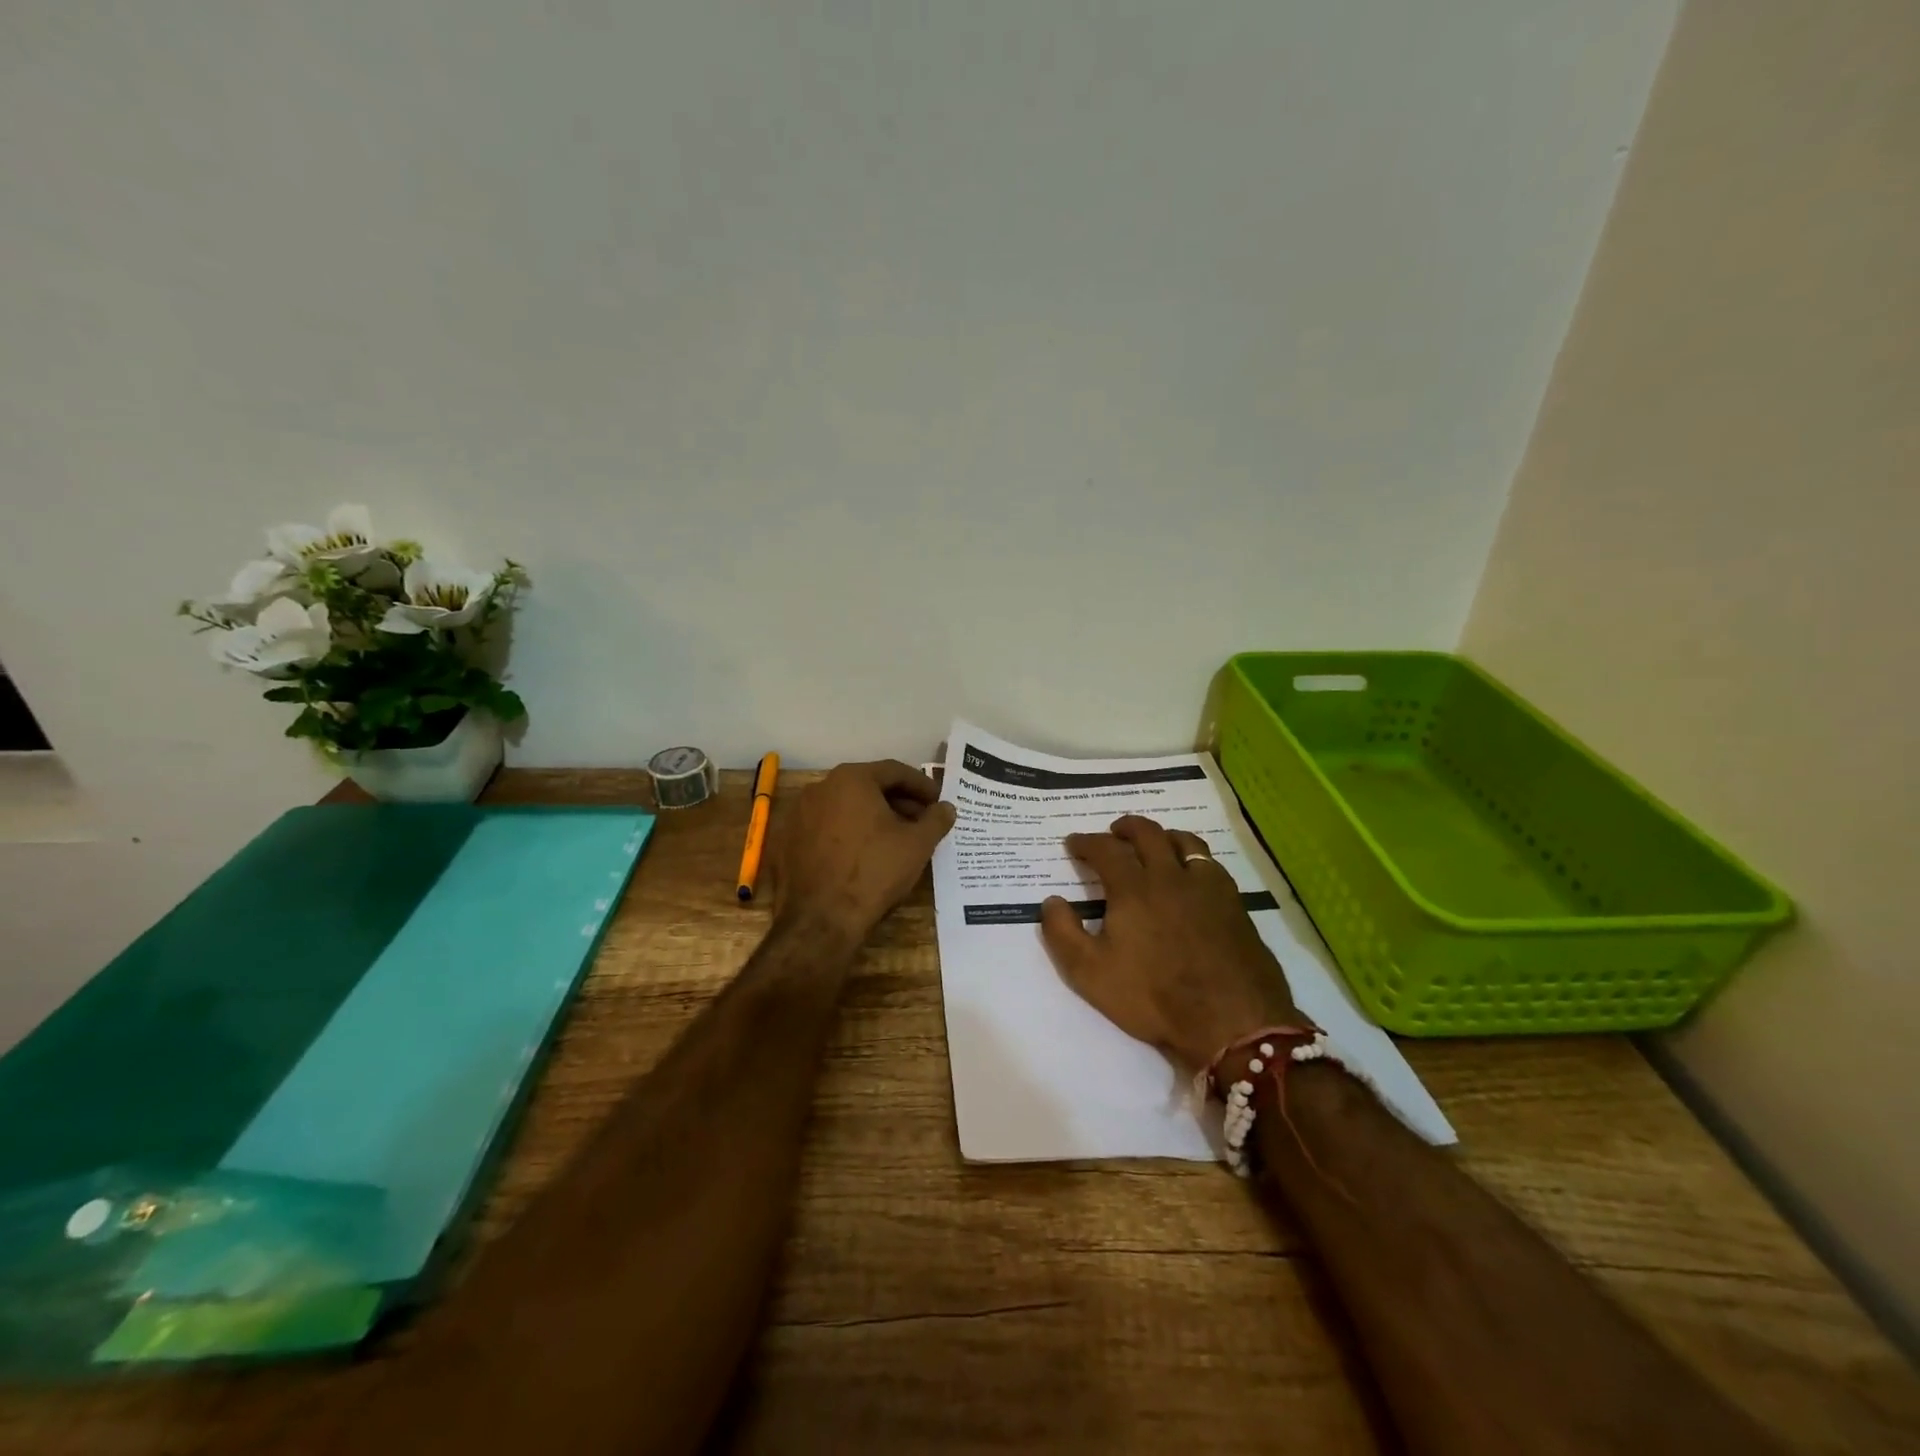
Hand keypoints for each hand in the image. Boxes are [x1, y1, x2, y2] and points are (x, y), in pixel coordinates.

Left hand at [771, 760, 956, 944]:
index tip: (937, 802)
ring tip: (893, 840)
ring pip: (844, 808)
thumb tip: (946, 808)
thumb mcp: (918, 844)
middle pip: (867, 787)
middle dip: (897, 802)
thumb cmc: (875, 872)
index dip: (921, 786)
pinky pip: (824, 830)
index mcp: (851, 779)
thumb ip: (936, 819)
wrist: (821, 920)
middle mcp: (819, 788)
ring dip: (871, 818)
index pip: (894, 771)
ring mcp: (797, 815)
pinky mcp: (785, 842)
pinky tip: (861, 856)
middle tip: (920, 822)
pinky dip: (845, 835)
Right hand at [1039, 816, 1300, 1069]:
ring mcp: (1208, 888)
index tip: (1074, 843)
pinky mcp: (1235, 905)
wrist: (1231, 1022)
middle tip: (1114, 832)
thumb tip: (1051, 901)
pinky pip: (1212, 865)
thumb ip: (1063, 933)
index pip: (1105, 850)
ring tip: (1156, 844)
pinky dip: (1194, 859)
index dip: (1086, 842)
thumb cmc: (1153, 997)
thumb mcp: (1090, 973)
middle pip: (1148, 833)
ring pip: (1186, 842)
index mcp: (1134, 889)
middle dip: (1126, 827)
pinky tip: (1193, 876)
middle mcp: (1171, 876)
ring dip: (1163, 836)